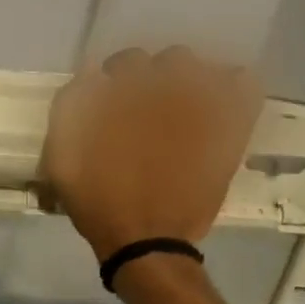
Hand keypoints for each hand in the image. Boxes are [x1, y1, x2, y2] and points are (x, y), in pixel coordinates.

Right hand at [41, 47, 262, 262]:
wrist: (146, 242)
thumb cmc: (99, 204)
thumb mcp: (62, 159)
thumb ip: (70, 108)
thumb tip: (90, 77)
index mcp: (123, 90)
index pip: (123, 63)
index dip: (115, 83)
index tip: (112, 107)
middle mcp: (163, 86)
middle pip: (164, 61)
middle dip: (153, 81)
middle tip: (146, 114)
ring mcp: (202, 103)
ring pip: (199, 68)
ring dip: (187, 83)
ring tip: (181, 112)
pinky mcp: (230, 126)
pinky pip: (243, 86)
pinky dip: (232, 88)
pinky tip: (219, 107)